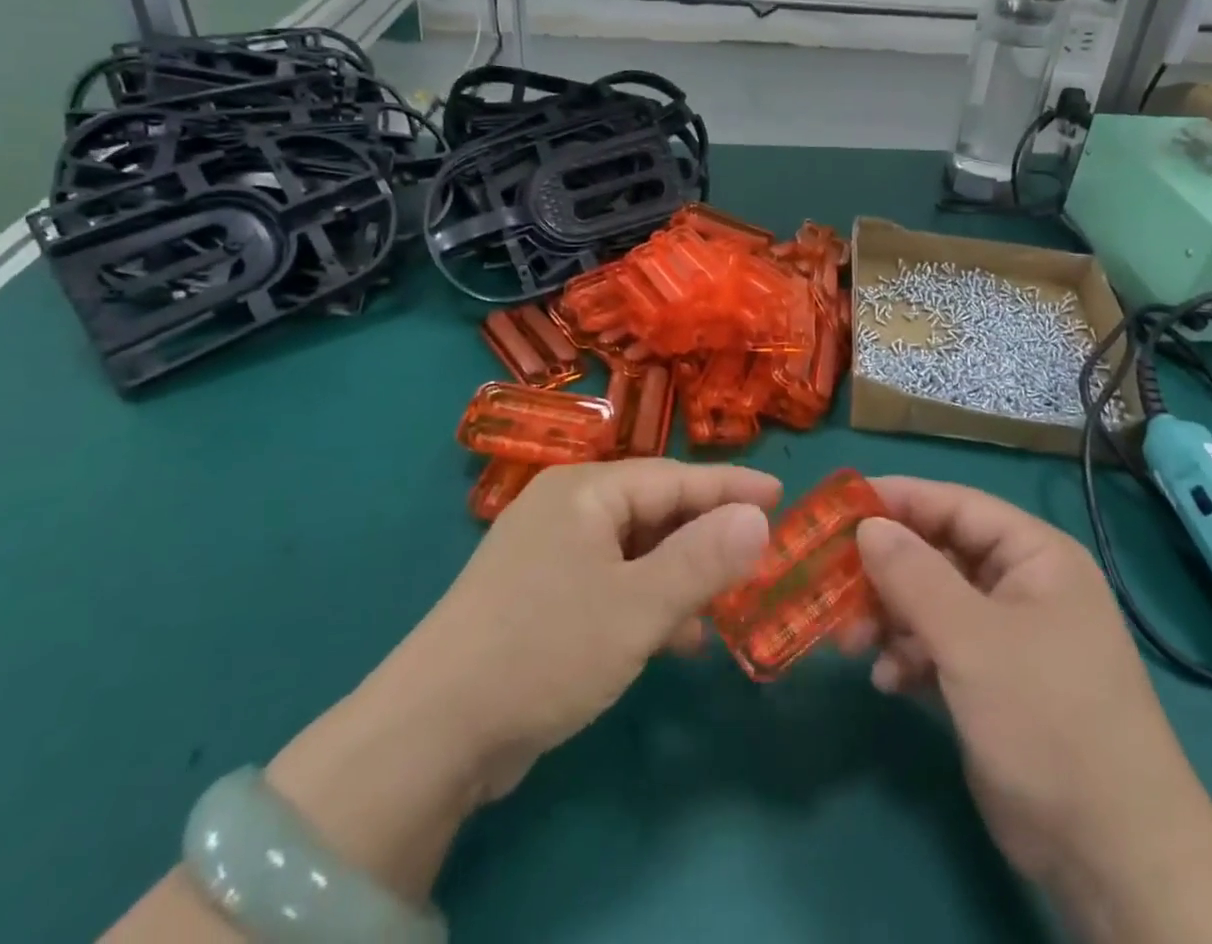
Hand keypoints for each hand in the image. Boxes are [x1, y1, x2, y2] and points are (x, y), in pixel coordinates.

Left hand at [372, 458, 778, 800]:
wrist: (431, 733)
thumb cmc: (545, 650)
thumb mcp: (636, 607)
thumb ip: (702, 560)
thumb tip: (757, 518)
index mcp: (584, 491)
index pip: (673, 477)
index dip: (730, 487)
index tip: (779, 494)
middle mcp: (565, 509)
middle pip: (653, 510)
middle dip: (706, 535)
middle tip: (758, 552)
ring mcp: (547, 554)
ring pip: (633, 550)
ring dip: (679, 574)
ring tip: (726, 602)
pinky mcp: (538, 597)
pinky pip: (610, 583)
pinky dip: (646, 601)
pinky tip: (675, 637)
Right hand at [854, 479, 1211, 914]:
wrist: (1113, 858)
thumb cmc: (1048, 721)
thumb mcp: (973, 640)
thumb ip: (914, 575)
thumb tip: (867, 525)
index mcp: (1035, 556)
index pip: (956, 504)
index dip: (898, 500)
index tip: (839, 507)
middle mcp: (1021, 586)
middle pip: (938, 554)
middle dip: (886, 571)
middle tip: (832, 583)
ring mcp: (1007, 637)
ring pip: (931, 602)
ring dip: (889, 618)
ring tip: (851, 643)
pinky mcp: (993, 683)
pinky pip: (938, 647)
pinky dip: (908, 657)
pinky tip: (887, 682)